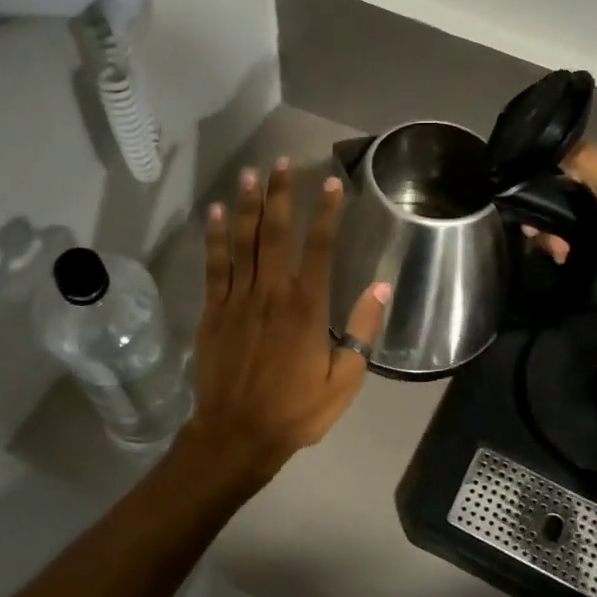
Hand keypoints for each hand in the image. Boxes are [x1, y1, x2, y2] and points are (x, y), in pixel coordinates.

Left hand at [182, 157, 390, 482]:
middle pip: (276, 234)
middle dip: (280, 195)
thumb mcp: (344, 380)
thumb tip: (382, 286)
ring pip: (243, 241)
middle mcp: (272, 293)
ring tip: (250, 174)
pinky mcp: (213, 311)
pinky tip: (213, 213)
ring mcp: (238, 300)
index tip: (330, 184)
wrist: (237, 434)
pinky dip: (214, 237)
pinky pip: (214, 266)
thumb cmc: (296, 411)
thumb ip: (362, 330)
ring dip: (247, 206)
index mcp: (307, 308)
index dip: (326, 213)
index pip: (319, 248)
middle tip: (281, 162)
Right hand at [525, 143, 596, 323]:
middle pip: (558, 199)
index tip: (523, 199)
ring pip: (560, 222)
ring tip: (557, 253)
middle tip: (537, 237)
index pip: (565, 169)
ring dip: (549, 235)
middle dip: (542, 215)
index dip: (541, 180)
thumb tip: (554, 142)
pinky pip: (567, 243)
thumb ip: (590, 167)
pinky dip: (558, 248)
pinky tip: (560, 259)